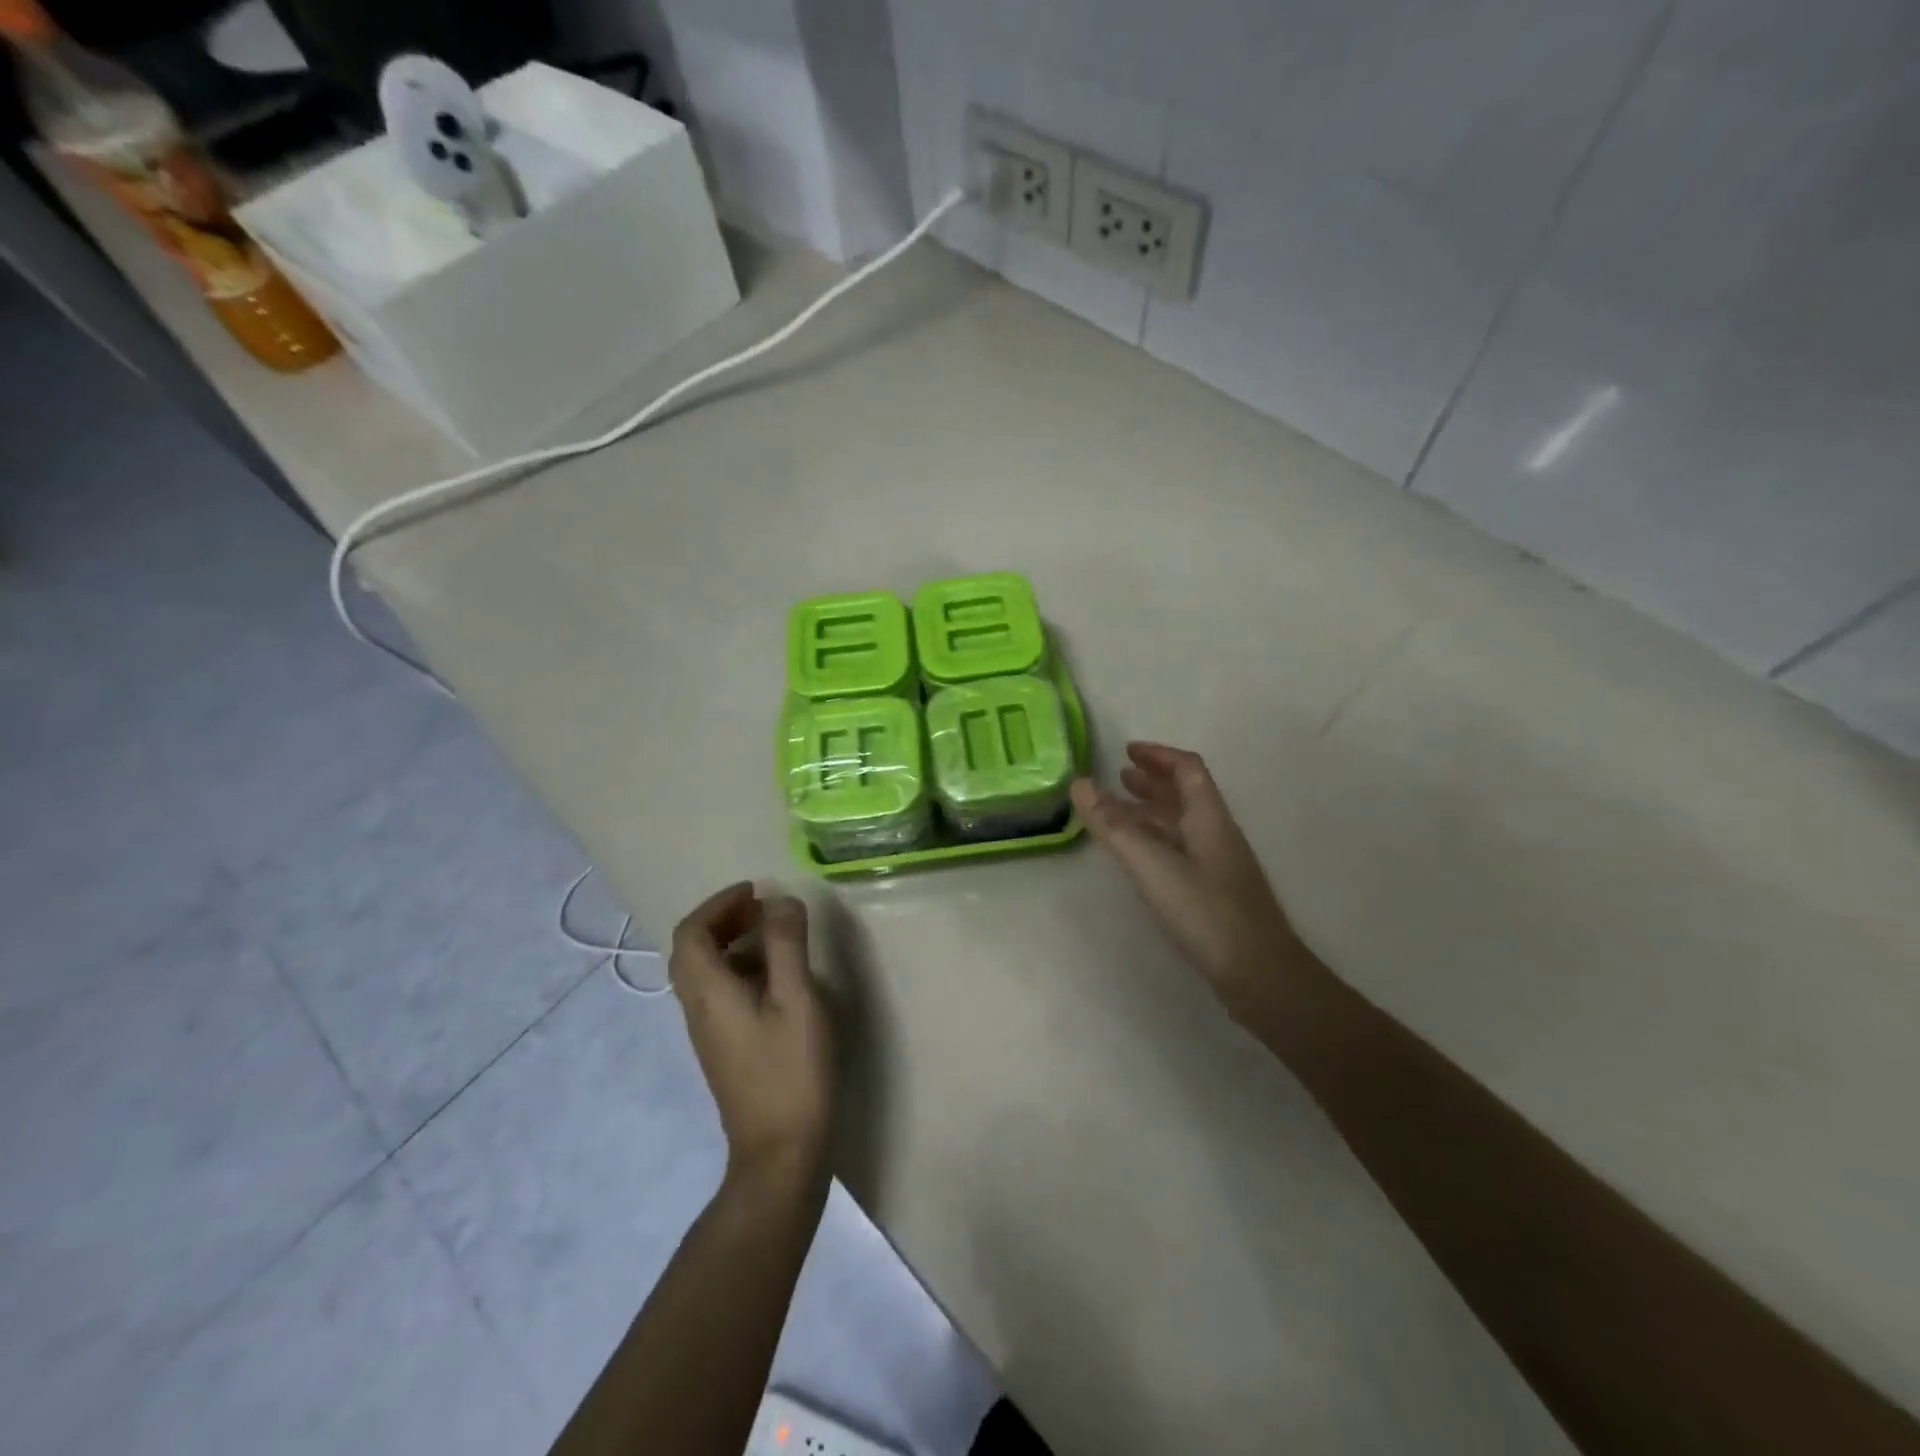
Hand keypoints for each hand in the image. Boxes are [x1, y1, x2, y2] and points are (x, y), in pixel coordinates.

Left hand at [670, 883, 834, 1191]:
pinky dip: (739, 969)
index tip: (754, 891)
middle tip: (762, 908)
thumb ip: (786, 944)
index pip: (691, 932)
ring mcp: (708, 1032)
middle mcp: (697, 1009)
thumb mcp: (796, 998)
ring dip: (731, 942)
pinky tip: (775, 979)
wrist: (780, 1151)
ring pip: (704, 972)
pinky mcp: (723, 1048)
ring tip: (774, 935)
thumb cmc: (790, 1069)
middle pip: (692, 950)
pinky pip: (718, 993)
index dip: (718, 904)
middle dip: (723, 919)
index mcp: (708, 992)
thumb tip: (780, 901)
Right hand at [1071, 743, 1307, 1026]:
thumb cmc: (1207, 913)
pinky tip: (1140, 858)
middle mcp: (1217, 835)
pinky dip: (1156, 841)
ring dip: (1152, 811)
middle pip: (1186, 794)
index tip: (1126, 751)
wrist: (1262, 977)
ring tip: (1119, 813)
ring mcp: (1219, 866)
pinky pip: (1181, 851)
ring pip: (1183, 825)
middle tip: (1119, 778)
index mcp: (1209, 818)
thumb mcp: (1153, 866)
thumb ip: (1115, 826)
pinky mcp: (1215, 894)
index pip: (1188, 769)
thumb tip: (1079, 783)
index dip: (1158, 755)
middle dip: (1153, 781)